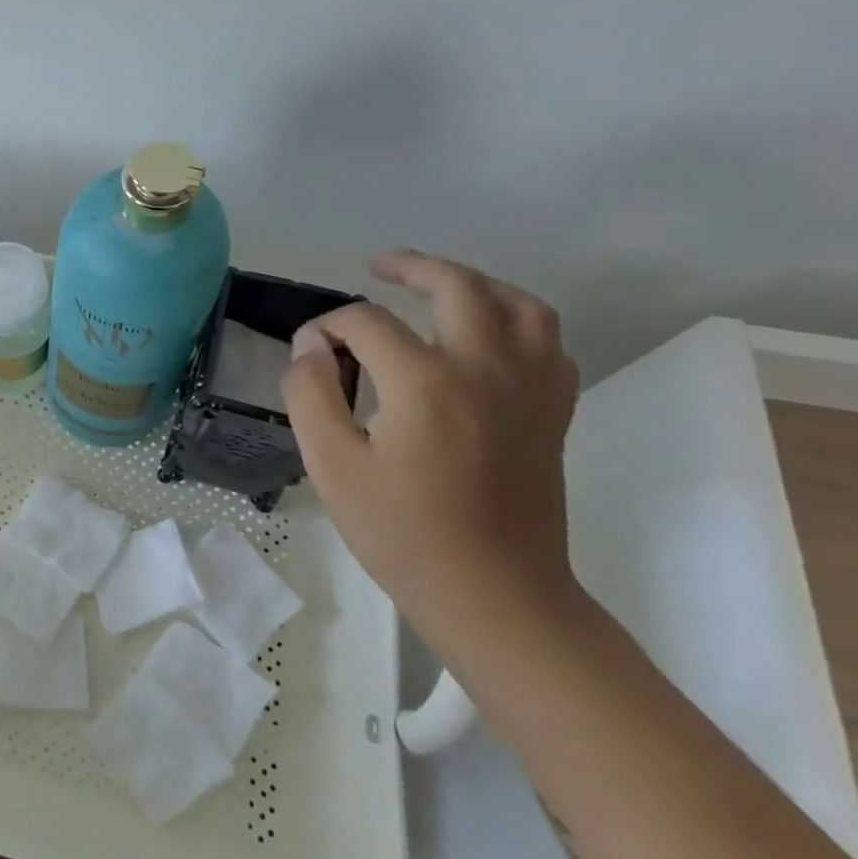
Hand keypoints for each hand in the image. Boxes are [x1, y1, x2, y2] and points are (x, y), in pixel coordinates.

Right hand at [280, 251, 581, 639]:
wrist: (492, 592)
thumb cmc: (399, 531)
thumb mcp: (329, 463)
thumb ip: (310, 393)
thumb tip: (310, 346)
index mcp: (425, 382)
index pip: (366, 323)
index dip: (327, 327)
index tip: (306, 352)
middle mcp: (486, 369)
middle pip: (456, 288)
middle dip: (411, 268)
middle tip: (378, 266)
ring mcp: (530, 389)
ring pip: (519, 305)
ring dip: (476, 283)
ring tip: (440, 285)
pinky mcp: (551, 412)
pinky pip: (547, 342)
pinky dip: (515, 320)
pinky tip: (486, 335)